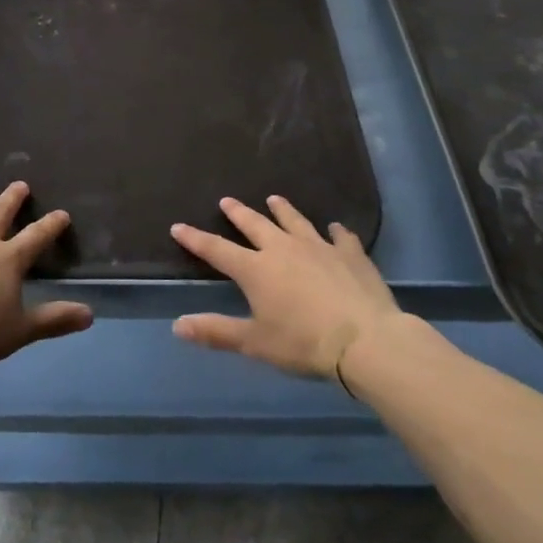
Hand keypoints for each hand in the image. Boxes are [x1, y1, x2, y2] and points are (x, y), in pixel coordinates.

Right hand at [171, 195, 406, 380]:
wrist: (366, 341)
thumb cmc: (304, 344)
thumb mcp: (255, 343)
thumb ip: (216, 332)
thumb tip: (177, 325)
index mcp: (256, 270)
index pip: (217, 250)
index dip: (196, 239)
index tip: (178, 226)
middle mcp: (283, 249)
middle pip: (255, 225)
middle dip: (238, 213)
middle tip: (227, 201)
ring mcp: (319, 248)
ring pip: (295, 221)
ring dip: (283, 210)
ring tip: (274, 199)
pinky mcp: (350, 255)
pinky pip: (340, 237)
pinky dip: (335, 232)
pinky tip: (335, 228)